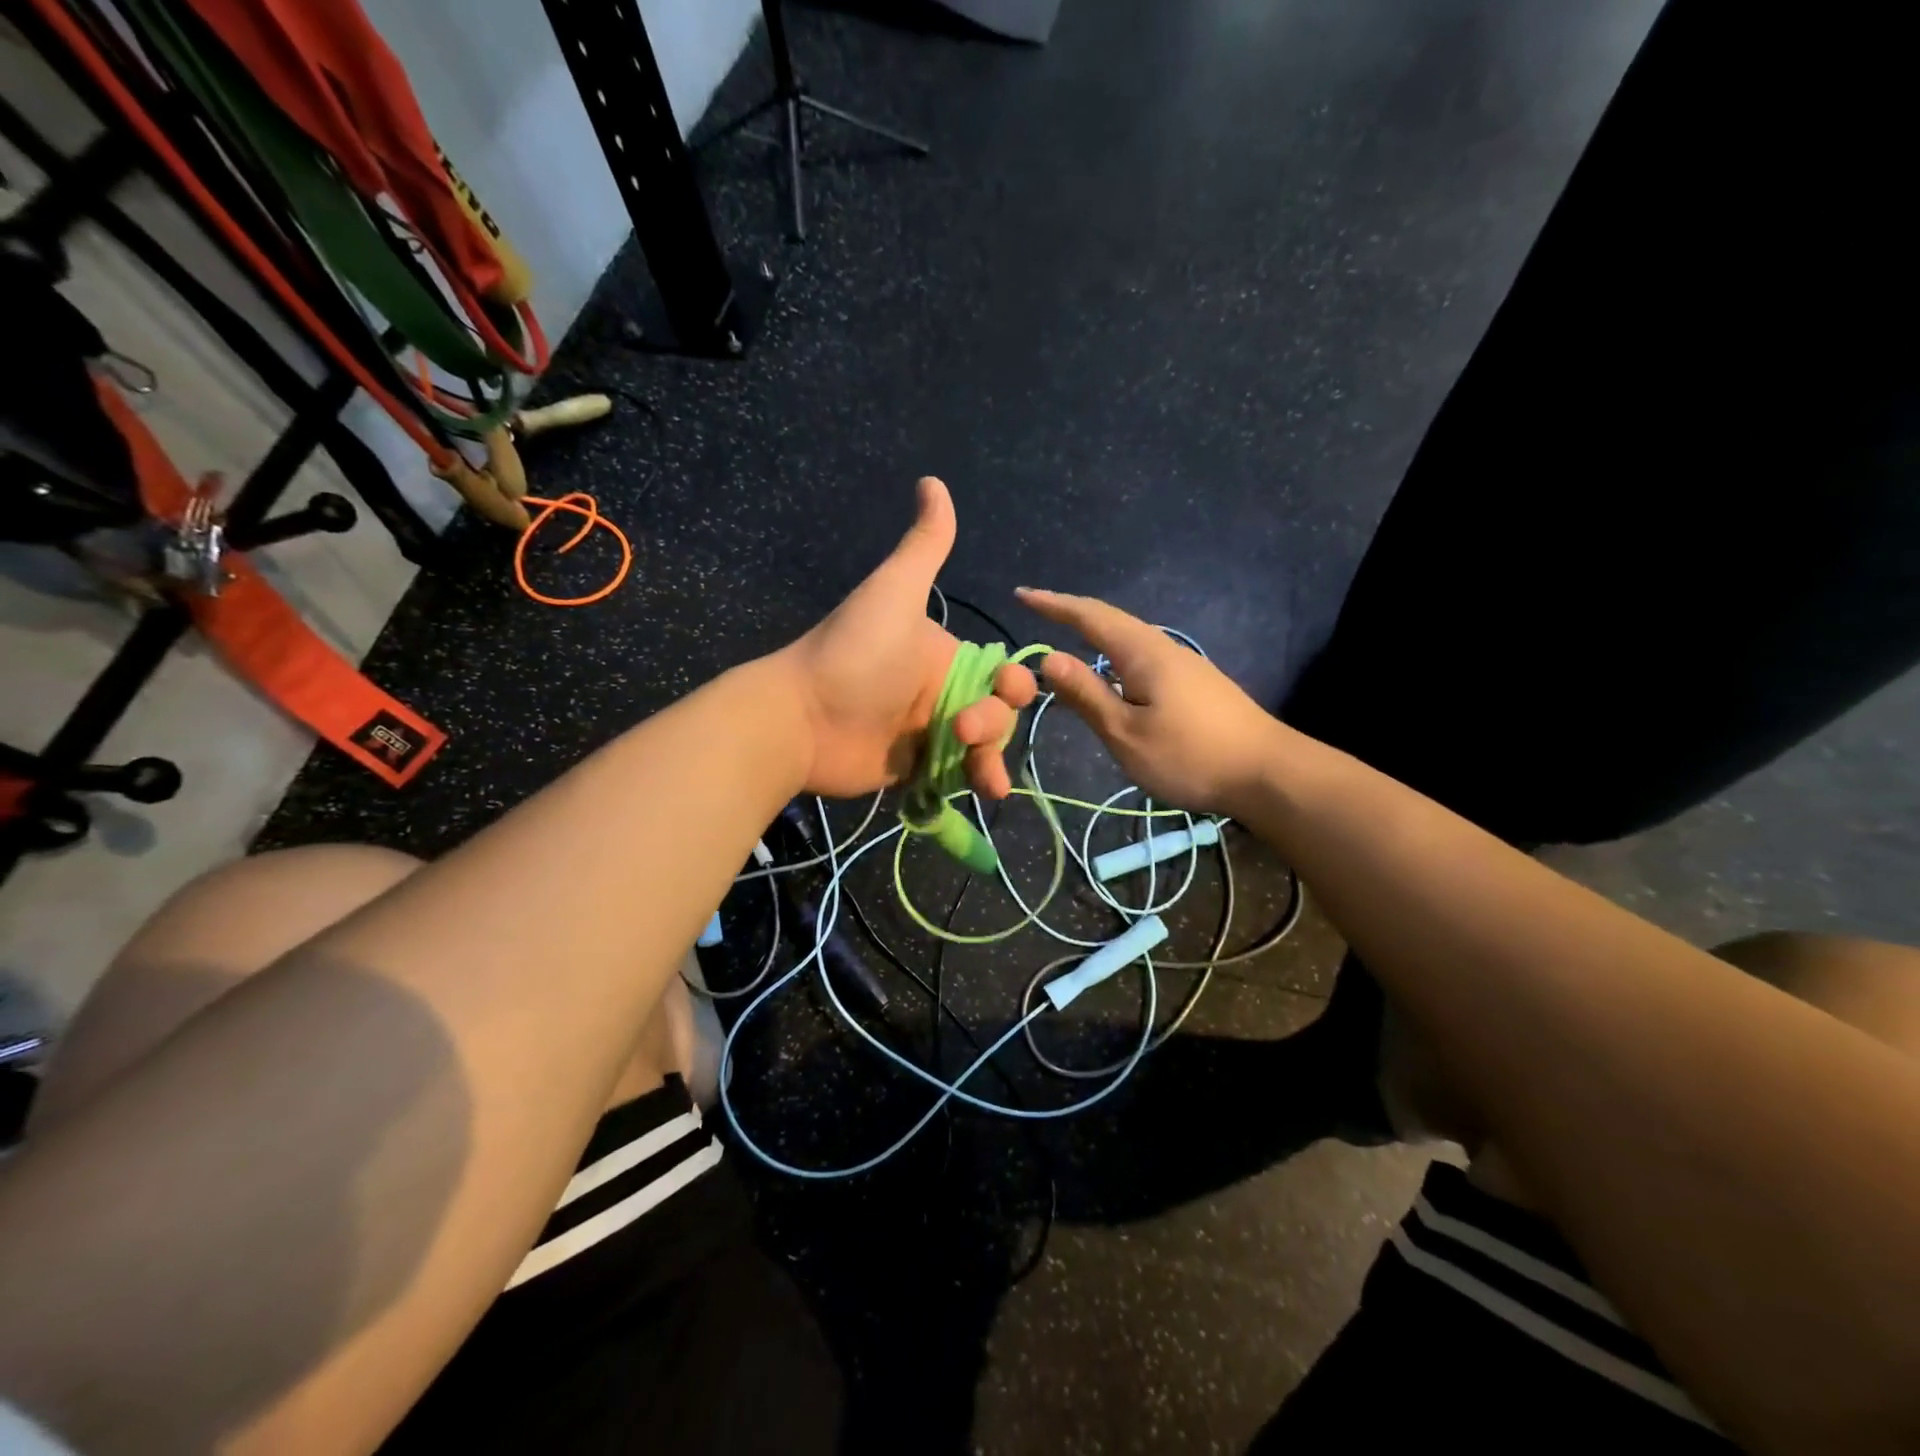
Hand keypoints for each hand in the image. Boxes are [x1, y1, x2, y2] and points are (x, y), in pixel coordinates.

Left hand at [778, 478, 1036, 798]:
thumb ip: (923, 545)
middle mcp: (940, 694)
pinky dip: (974, 783)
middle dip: (995, 723)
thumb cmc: (855, 654)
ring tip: (985, 779)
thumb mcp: (895, 592)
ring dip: (992, 760)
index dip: (1012, 684)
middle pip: (997, 713)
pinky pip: (956, 776)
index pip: (999, 672)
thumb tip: (933, 481)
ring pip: (982, 749)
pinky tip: (985, 791)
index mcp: (944, 656)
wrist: (801, 717)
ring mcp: (927, 735)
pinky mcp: (913, 770)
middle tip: (963, 730)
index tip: (1006, 690)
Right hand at [1016, 588, 1281, 814]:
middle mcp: (1163, 648)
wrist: (1268, 772)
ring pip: (1128, 639)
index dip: (1053, 605)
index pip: (1089, 616)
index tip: (1021, 594)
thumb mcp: (1126, 732)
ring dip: (1093, 634)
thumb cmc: (1190, 755)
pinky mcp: (1194, 684)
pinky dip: (1112, 656)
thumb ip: (1087, 695)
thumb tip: (1048, 658)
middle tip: (1037, 609)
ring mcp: (1183, 665)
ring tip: (1065, 637)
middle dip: (1071, 613)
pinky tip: (1109, 675)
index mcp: (1142, 653)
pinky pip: (1141, 658)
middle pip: (1110, 621)